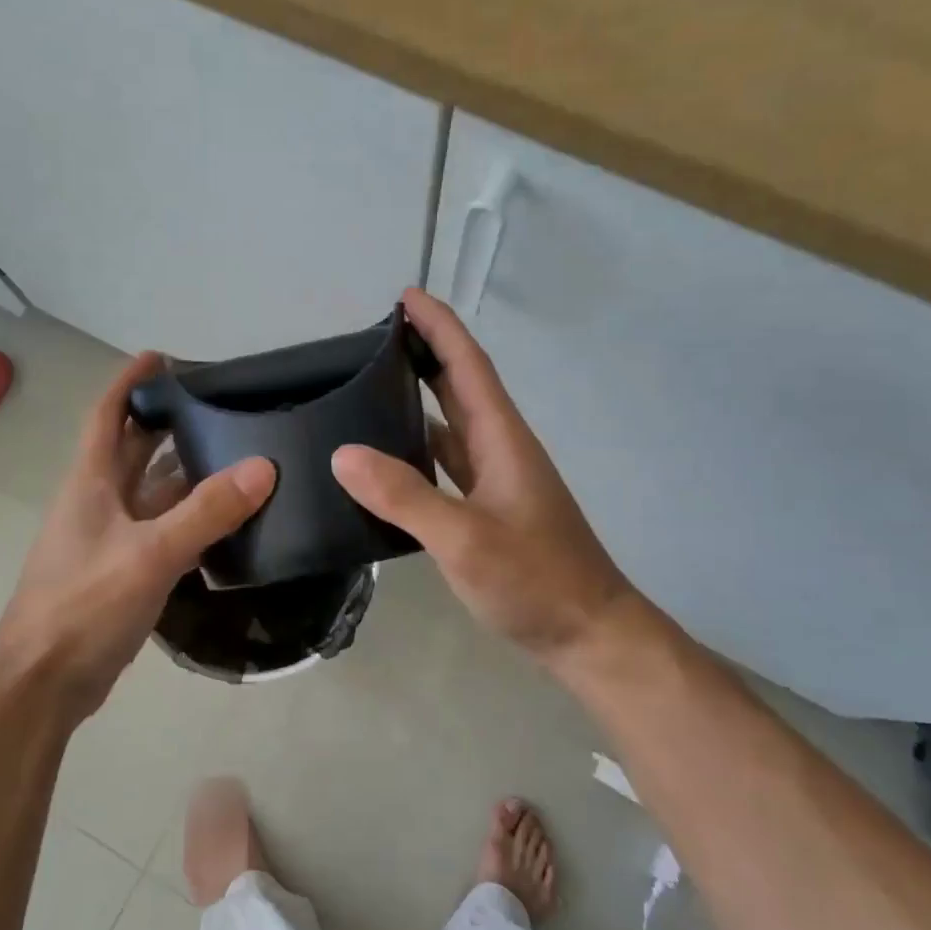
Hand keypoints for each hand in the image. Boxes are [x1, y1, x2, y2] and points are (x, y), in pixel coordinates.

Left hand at [0, 352, 275, 723]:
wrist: (42, 682)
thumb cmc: (84, 605)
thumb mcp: (150, 553)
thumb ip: (207, 511)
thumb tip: (264, 467)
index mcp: (91, 482)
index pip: (107, 414)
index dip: (129, 382)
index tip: (162, 357)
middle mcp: (99, 502)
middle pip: (134, 449)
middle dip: (168, 423)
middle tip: (220, 407)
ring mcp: (111, 539)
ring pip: (153, 492)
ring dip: (186, 473)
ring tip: (237, 455)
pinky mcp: (124, 572)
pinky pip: (163, 531)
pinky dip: (191, 519)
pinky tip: (227, 520)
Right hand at [332, 289, 645, 668]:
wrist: (587, 633)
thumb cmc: (535, 581)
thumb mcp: (464, 539)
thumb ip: (404, 496)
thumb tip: (343, 453)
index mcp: (501, 439)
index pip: (467, 365)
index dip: (439, 326)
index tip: (406, 296)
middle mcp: (500, 450)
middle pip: (461, 386)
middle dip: (426, 351)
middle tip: (376, 334)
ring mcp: (497, 481)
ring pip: (453, 424)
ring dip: (421, 397)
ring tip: (372, 386)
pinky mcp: (490, 509)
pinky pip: (449, 463)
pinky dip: (421, 448)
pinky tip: (390, 459)